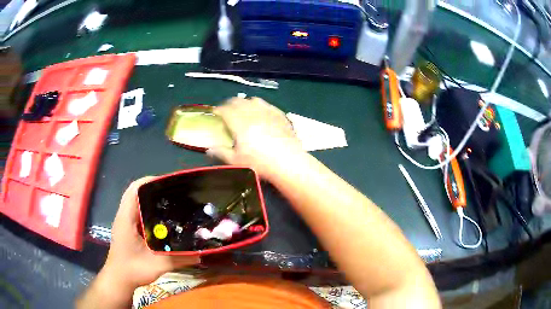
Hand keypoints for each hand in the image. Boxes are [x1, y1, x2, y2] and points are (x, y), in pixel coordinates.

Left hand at [101, 177, 199, 289]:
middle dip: (155, 190)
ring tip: (172, 205)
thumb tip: (200, 255)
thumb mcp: (157, 265)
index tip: (169, 184)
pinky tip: (164, 221)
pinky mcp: (128, 229)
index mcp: (127, 218)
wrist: (119, 279)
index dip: (150, 182)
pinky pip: (139, 213)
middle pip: (137, 193)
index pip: (134, 190)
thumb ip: (178, 260)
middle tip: (175, 195)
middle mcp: (124, 216)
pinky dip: (150, 211)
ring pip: (137, 202)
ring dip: (152, 200)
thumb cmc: (133, 270)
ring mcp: (125, 222)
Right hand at [208, 97, 303, 179]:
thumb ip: (221, 152)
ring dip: (245, 103)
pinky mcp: (279, 115)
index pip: (225, 110)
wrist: (289, 162)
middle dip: (229, 104)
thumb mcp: (236, 161)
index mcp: (240, 123)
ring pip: (253, 100)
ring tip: (243, 110)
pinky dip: (259, 105)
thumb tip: (208, 148)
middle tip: (226, 112)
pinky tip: (260, 112)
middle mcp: (253, 113)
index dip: (218, 110)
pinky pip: (267, 104)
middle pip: (238, 101)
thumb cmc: (260, 163)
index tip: (215, 113)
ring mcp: (268, 112)